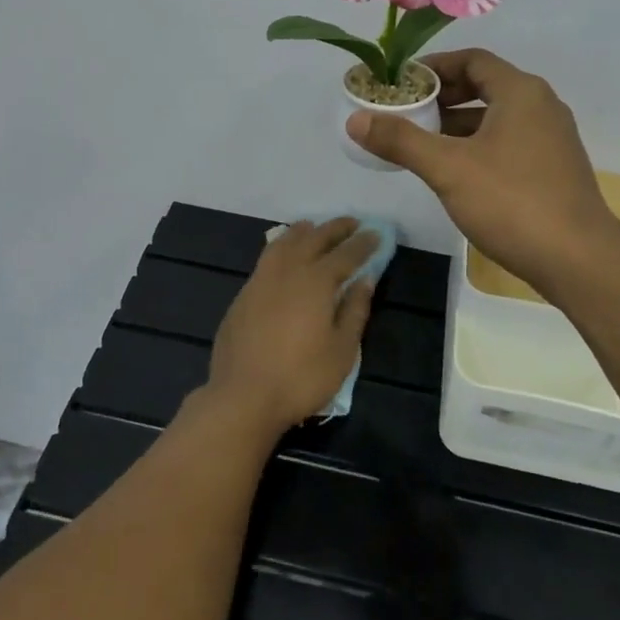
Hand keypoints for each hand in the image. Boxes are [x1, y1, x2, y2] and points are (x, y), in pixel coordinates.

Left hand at [204, 218, 377, 436]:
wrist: (243, 396)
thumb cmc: (301, 377)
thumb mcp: (342, 350)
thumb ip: (355, 310)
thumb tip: (365, 280)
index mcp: (316, 281)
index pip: (345, 254)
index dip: (363, 243)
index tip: (376, 233)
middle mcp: (288, 271)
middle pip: (314, 239)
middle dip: (335, 229)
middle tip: (352, 223)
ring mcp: (261, 280)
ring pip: (284, 243)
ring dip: (303, 231)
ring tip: (313, 227)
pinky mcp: (244, 295)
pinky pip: (267, 258)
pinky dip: (281, 247)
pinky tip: (284, 255)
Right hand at [346, 48, 619, 296]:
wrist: (580, 261)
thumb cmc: (512, 202)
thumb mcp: (448, 168)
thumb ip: (401, 140)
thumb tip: (355, 120)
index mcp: (520, 92)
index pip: (472, 60)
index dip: (434, 67)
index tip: (401, 83)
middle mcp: (541, 106)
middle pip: (484, 85)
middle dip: (442, 97)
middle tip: (405, 111)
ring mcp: (551, 138)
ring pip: (495, 117)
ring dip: (457, 124)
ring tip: (419, 141)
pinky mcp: (553, 168)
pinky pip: (507, 141)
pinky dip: (477, 145)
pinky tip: (453, 170)